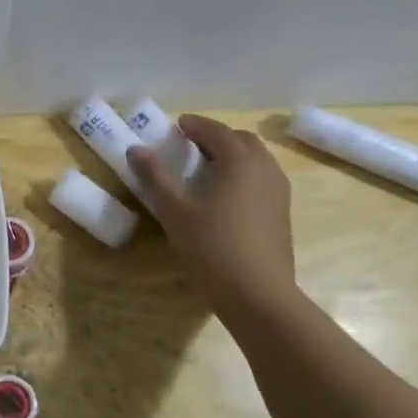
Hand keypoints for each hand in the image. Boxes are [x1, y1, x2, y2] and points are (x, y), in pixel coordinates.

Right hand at [127, 115, 296, 323]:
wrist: (257, 293)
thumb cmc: (211, 247)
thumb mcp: (174, 211)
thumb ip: (155, 177)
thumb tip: (135, 149)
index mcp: (240, 160)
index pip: (216, 131)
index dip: (195, 125)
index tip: (176, 125)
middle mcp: (265, 168)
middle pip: (241, 141)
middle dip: (216, 138)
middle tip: (190, 147)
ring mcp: (278, 191)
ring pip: (255, 160)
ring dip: (231, 156)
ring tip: (206, 171)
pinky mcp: (281, 213)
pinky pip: (261, 180)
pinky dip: (242, 176)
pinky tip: (224, 198)